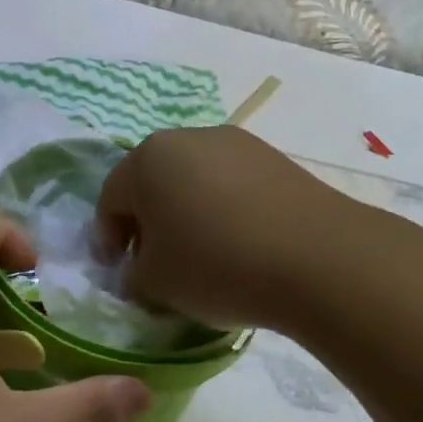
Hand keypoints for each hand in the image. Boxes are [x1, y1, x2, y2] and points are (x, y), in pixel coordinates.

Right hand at [94, 126, 351, 332]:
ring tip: (200, 256)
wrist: (315, 256)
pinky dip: (224, 211)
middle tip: (153, 263)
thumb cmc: (215, 264)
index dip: (107, 239)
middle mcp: (189, 138)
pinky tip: (238, 245)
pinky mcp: (275, 158)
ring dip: (187, 214)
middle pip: (154, 182)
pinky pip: (232, 185)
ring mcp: (237, 143)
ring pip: (195, 180)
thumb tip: (142, 268)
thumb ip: (134, 274)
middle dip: (148, 223)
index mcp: (148, 158)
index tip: (115, 272)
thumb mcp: (155, 283)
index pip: (111, 199)